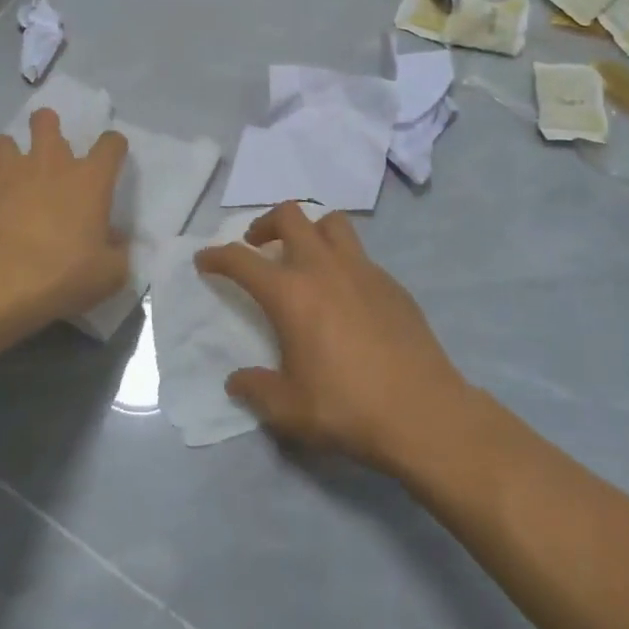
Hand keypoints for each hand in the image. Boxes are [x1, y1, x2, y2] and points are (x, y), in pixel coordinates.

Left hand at [0, 108, 129, 334]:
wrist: (4, 282)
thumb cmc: (67, 274)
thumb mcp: (110, 272)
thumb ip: (116, 250)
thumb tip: (113, 238)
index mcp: (90, 180)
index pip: (110, 145)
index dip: (113, 146)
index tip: (111, 156)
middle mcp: (50, 165)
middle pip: (46, 122)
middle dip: (46, 125)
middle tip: (48, 145)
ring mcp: (9, 174)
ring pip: (3, 142)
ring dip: (8, 153)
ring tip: (10, 175)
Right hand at [193, 202, 470, 471]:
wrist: (423, 412)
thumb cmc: (347, 408)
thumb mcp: (289, 409)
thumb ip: (256, 389)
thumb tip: (237, 381)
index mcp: (291, 293)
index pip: (241, 260)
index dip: (217, 256)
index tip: (205, 259)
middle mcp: (324, 268)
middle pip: (290, 216)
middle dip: (265, 224)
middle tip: (258, 246)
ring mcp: (363, 270)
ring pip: (331, 222)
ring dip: (310, 230)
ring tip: (303, 256)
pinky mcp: (392, 282)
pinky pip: (360, 254)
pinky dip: (341, 260)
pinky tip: (344, 294)